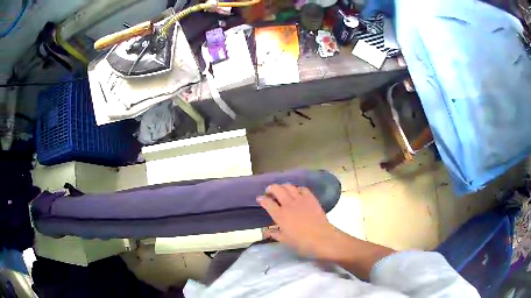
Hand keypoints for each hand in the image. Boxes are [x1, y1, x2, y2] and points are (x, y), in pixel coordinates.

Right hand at [257, 184, 340, 258]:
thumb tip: (266, 232)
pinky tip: (297, 193)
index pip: (267, 203)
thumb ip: (274, 234)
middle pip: (277, 189)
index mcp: (280, 215)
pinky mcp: (311, 198)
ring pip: (289, 186)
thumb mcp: (285, 240)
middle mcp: (288, 204)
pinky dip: (298, 189)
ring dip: (283, 187)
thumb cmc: (301, 242)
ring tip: (282, 190)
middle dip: (271, 188)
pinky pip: (303, 189)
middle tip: (269, 192)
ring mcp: (300, 199)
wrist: (321, 238)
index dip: (261, 199)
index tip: (259, 199)